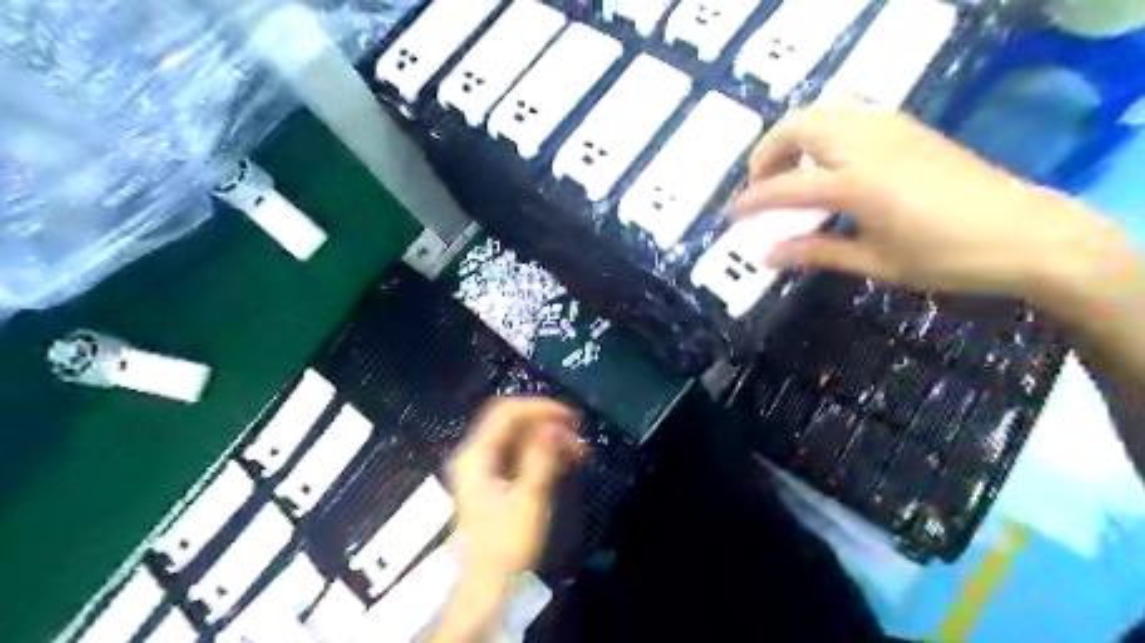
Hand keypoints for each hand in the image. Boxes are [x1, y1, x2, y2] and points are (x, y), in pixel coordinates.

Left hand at [449, 400, 583, 574]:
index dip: (540, 408)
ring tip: (579, 449)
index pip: (507, 412)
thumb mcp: (528, 498)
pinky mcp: (494, 480)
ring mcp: (484, 467)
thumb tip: (557, 426)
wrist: (487, 587)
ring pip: (518, 437)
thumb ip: (541, 457)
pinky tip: (566, 460)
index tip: (571, 418)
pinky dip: (542, 453)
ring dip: (548, 438)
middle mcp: (476, 454)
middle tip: (578, 434)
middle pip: (512, 422)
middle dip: (546, 423)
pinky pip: (519, 454)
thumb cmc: (505, 544)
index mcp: (476, 455)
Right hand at [729, 100, 1124, 301]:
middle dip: (767, 153)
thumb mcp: (874, 263)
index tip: (730, 215)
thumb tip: (766, 256)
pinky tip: (828, 159)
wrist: (1025, 234)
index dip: (752, 201)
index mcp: (857, 184)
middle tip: (760, 185)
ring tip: (789, 168)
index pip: (786, 186)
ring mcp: (890, 129)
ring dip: (795, 135)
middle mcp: (867, 145)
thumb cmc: (945, 258)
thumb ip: (815, 252)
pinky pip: (851, 112)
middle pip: (799, 127)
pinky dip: (824, 128)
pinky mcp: (907, 128)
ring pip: (825, 111)